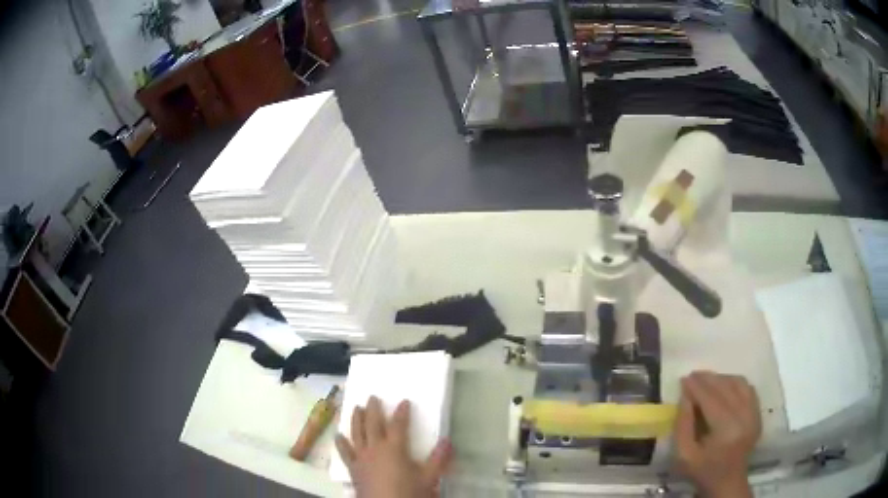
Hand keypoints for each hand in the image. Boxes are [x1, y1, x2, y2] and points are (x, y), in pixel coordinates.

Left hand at [335, 396, 452, 497]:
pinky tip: (338, 436)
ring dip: (356, 420)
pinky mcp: (353, 468)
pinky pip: (345, 452)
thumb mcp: (429, 478)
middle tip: (372, 397)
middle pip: (373, 424)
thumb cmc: (408, 493)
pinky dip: (341, 443)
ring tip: (356, 408)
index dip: (402, 412)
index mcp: (394, 448)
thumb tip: (448, 440)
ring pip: (357, 433)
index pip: (398, 425)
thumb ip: (438, 459)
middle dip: (374, 410)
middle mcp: (375, 448)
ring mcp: (361, 458)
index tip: (404, 401)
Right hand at [673, 371, 761, 497]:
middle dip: (708, 379)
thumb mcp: (684, 455)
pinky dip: (735, 383)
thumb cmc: (702, 470)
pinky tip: (723, 386)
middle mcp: (744, 417)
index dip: (697, 387)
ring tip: (707, 380)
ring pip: (738, 384)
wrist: (727, 481)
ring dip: (721, 379)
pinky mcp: (758, 413)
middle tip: (693, 376)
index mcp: (726, 430)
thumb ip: (683, 425)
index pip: (711, 400)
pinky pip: (748, 389)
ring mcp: (754, 413)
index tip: (684, 379)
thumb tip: (686, 396)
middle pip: (726, 388)